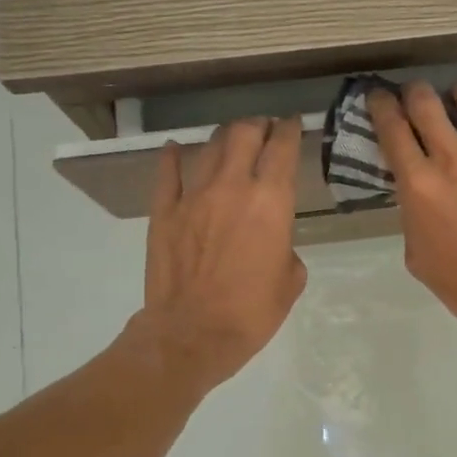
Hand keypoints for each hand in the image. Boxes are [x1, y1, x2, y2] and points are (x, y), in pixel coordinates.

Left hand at [138, 117, 306, 393]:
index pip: (283, 148)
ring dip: (224, 137)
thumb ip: (286, 247)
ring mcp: (193, 196)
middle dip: (257, 125)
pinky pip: (168, 172)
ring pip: (209, 147)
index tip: (293, 123)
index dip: (290, 129)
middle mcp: (232, 187)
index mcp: (271, 201)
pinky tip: (176, 149)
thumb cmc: (252, 312)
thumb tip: (273, 240)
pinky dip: (173, 157)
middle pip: (244, 134)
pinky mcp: (163, 211)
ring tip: (230, 139)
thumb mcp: (290, 281)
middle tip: (263, 128)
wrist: (192, 334)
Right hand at [368, 82, 456, 342]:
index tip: (379, 97)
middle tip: (416, 97)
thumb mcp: (418, 255)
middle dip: (415, 92)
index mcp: (418, 184)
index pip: (391, 127)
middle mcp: (452, 158)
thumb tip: (418, 200)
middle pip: (426, 101)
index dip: (380, 105)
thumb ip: (413, 217)